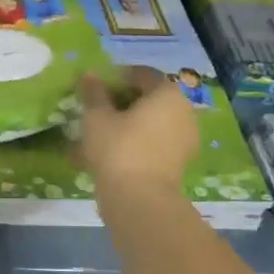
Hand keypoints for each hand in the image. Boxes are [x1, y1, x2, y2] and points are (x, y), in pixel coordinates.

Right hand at [77, 68, 196, 204]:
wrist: (139, 199)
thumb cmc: (118, 148)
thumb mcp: (97, 117)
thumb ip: (93, 92)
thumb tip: (88, 74)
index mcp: (167, 93)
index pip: (142, 74)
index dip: (116, 76)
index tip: (95, 87)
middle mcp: (183, 111)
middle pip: (150, 98)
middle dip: (123, 100)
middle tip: (97, 109)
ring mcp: (185, 138)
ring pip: (152, 122)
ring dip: (129, 122)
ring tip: (101, 132)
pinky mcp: (179, 161)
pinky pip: (155, 142)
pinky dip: (136, 141)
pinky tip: (112, 151)